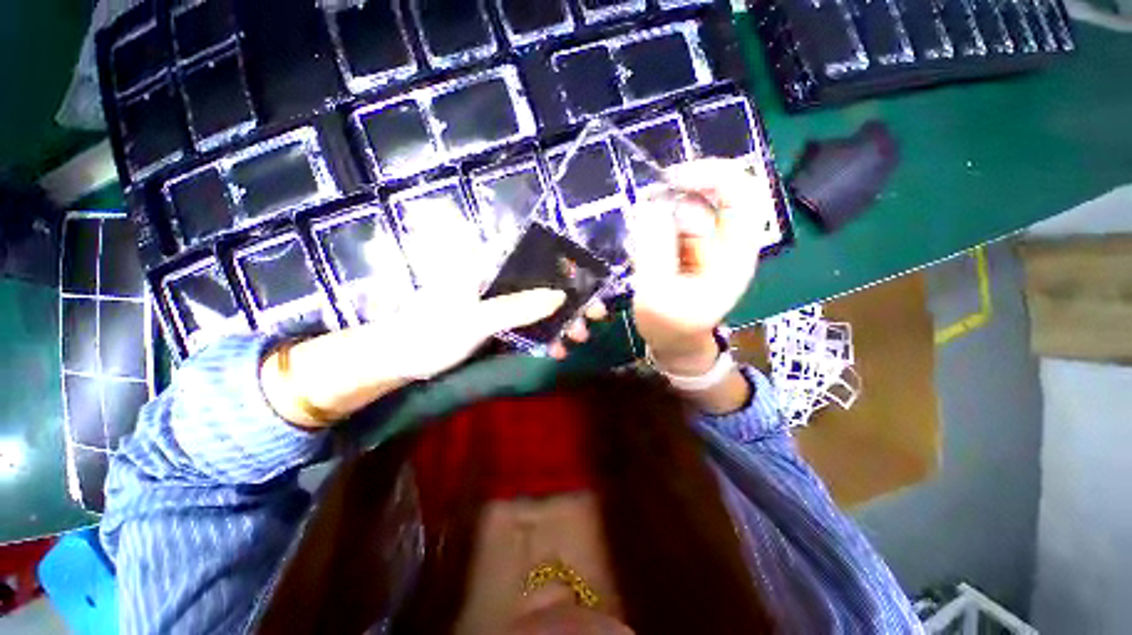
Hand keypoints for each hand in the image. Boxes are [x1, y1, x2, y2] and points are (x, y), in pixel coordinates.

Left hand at [262, 288, 590, 427]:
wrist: (403, 359)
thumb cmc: (432, 332)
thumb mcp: (476, 320)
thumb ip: (517, 307)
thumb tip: (561, 295)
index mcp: (488, 264)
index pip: (536, 253)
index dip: (567, 264)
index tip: (590, 282)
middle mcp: (499, 276)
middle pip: (545, 280)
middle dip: (572, 298)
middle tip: (594, 316)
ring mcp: (501, 299)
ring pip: (541, 302)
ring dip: (562, 320)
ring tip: (578, 338)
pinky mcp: (501, 319)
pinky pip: (530, 322)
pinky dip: (545, 334)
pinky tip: (556, 349)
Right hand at [628, 159, 770, 373]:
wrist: (675, 342)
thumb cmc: (671, 326)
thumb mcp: (657, 294)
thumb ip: (654, 252)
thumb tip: (650, 207)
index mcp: (735, 252)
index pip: (741, 193)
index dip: (711, 174)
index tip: (670, 180)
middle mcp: (726, 240)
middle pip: (709, 193)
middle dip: (673, 196)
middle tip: (642, 210)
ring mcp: (706, 242)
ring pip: (685, 206)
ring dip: (658, 214)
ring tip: (640, 245)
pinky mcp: (688, 246)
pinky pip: (672, 221)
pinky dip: (654, 225)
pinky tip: (641, 248)